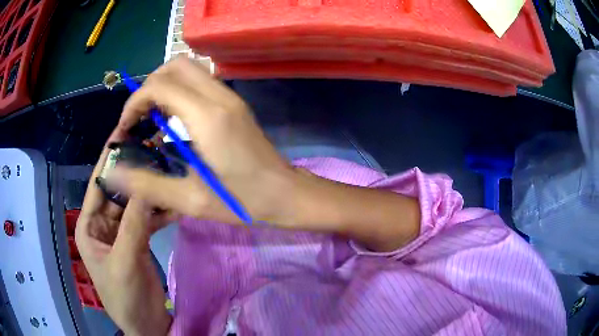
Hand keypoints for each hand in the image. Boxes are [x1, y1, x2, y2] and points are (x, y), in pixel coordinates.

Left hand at [75, 140, 173, 335]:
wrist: (145, 325)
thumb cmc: (124, 297)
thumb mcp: (124, 261)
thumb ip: (133, 223)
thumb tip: (145, 183)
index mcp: (89, 225)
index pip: (98, 183)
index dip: (110, 158)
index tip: (126, 130)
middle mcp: (103, 223)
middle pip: (119, 190)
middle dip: (135, 170)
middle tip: (155, 146)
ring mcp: (121, 231)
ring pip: (135, 203)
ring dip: (150, 189)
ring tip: (169, 168)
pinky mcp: (138, 240)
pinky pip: (148, 218)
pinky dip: (160, 210)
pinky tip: (175, 200)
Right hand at [108, 56, 419, 250]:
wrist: (287, 195)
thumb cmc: (243, 202)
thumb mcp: (190, 200)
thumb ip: (147, 183)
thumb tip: (113, 171)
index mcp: (207, 116)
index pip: (159, 86)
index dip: (134, 103)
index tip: (125, 129)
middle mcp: (219, 96)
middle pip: (175, 66)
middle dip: (148, 87)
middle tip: (138, 119)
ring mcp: (229, 97)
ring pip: (188, 70)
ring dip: (163, 88)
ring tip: (151, 121)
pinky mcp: (233, 104)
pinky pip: (198, 83)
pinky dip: (178, 93)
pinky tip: (172, 123)